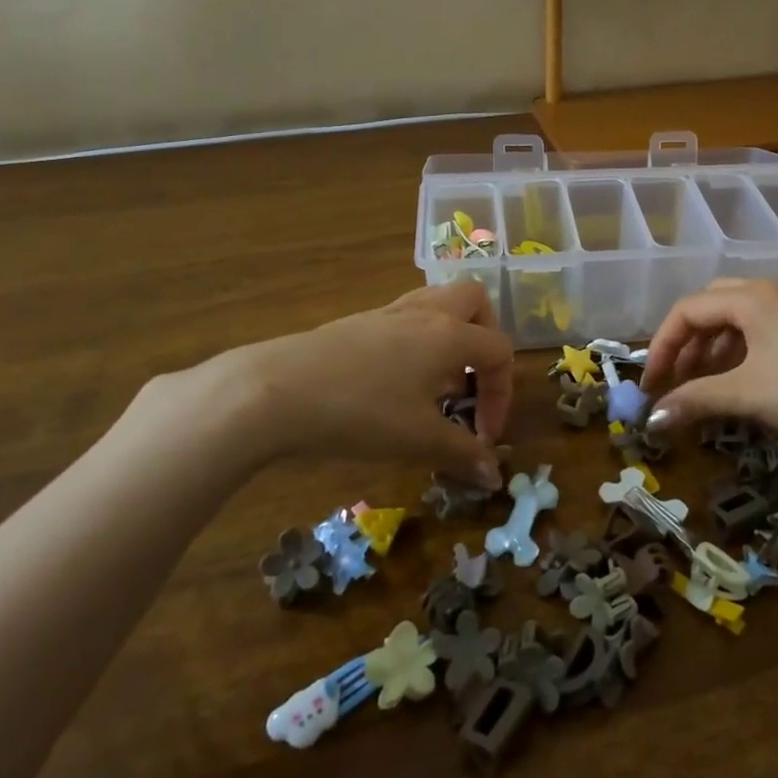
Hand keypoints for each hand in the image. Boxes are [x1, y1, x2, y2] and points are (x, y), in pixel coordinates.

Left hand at [172, 281, 510, 486]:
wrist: (275, 391)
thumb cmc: (360, 413)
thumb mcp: (417, 440)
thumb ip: (461, 455)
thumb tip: (494, 476)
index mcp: (450, 335)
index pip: (499, 350)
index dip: (503, 395)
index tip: (484, 437)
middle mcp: (426, 313)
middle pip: (474, 301)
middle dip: (485, 338)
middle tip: (472, 380)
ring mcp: (388, 313)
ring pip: (437, 303)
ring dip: (451, 336)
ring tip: (436, 382)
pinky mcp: (358, 323)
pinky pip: (405, 318)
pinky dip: (417, 342)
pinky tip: (396, 383)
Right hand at [640, 279, 777, 467]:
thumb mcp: (748, 394)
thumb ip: (695, 400)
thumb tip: (653, 419)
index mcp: (752, 297)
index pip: (689, 309)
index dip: (663, 345)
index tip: (651, 383)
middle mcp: (771, 291)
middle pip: (711, 305)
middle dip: (687, 341)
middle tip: (675, 378)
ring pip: (737, 317)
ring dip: (712, 347)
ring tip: (703, 383)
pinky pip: (761, 328)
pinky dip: (739, 350)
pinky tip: (740, 380)